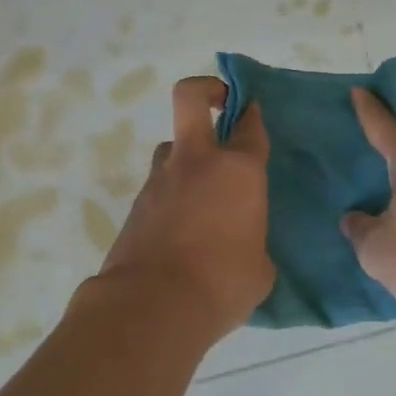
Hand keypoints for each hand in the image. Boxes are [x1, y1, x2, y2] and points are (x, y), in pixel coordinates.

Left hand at [96, 76, 273, 337]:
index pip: (251, 126)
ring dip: (187, 156)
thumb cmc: (222, 284)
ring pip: (172, 146)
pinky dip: (171, 195)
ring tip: (202, 191)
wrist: (152, 306)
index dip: (254, 115)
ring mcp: (160, 179)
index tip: (254, 113)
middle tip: (220, 102)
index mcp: (238, 171)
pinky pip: (159, 185)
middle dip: (207, 89)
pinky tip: (181, 229)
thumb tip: (243, 247)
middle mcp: (197, 162)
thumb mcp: (259, 269)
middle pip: (191, 97)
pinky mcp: (136, 204)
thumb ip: (254, 243)